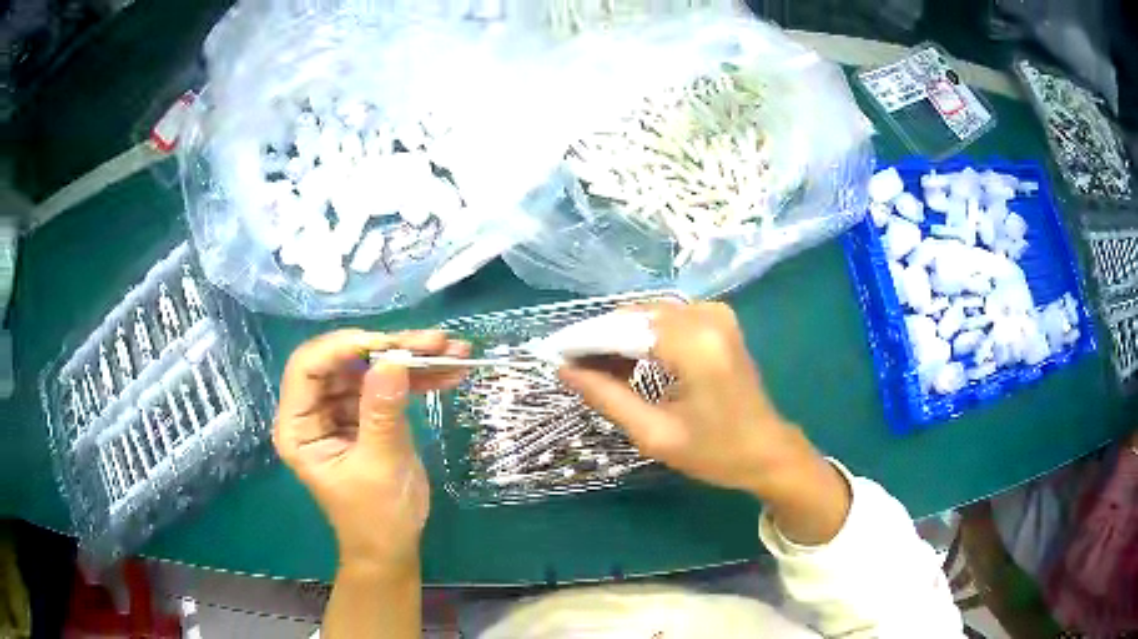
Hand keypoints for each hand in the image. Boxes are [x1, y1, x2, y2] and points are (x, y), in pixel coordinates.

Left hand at [273, 329, 468, 575]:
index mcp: (298, 426)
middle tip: (433, 342)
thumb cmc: (376, 517)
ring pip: (370, 366)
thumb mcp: (379, 466)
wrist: (393, 546)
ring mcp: (341, 409)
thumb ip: (382, 412)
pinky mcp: (366, 413)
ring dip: (411, 357)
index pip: (308, 367)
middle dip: (388, 348)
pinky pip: (389, 384)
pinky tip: (450, 369)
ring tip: (453, 351)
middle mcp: (314, 410)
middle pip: (344, 360)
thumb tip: (393, 359)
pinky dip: (419, 376)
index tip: (389, 345)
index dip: (344, 347)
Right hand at [560, 302, 849, 543]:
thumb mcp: (655, 434)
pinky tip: (627, 365)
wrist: (768, 450)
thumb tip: (565, 371)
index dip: (583, 340)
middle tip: (571, 368)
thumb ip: (607, 397)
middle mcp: (706, 316)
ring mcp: (716, 314)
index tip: (551, 354)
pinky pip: (666, 320)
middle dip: (599, 339)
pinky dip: (642, 339)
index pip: (624, 330)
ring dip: (619, 339)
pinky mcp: (718, 319)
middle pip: (635, 317)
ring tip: (594, 371)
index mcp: (695, 346)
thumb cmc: (716, 452)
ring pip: (648, 316)